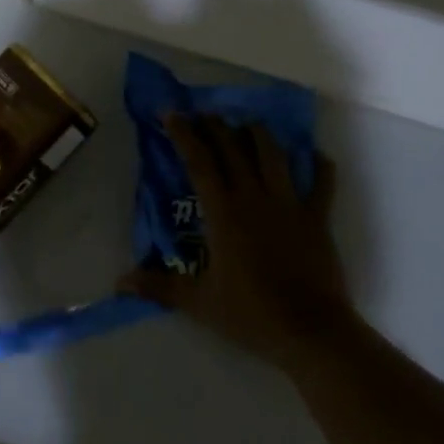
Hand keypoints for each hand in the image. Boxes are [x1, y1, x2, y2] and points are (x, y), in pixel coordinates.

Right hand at [122, 115, 350, 371]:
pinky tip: (315, 155)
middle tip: (205, 113)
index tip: (171, 113)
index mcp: (224, 212)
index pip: (199, 162)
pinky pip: (322, 183)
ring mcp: (290, 204)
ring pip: (274, 155)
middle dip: (217, 126)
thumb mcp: (199, 303)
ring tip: (249, 124)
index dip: (184, 135)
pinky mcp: (318, 217)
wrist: (311, 330)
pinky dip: (319, 166)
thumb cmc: (252, 314)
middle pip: (233, 149)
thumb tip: (120, 282)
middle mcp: (255, 197)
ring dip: (259, 135)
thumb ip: (160, 287)